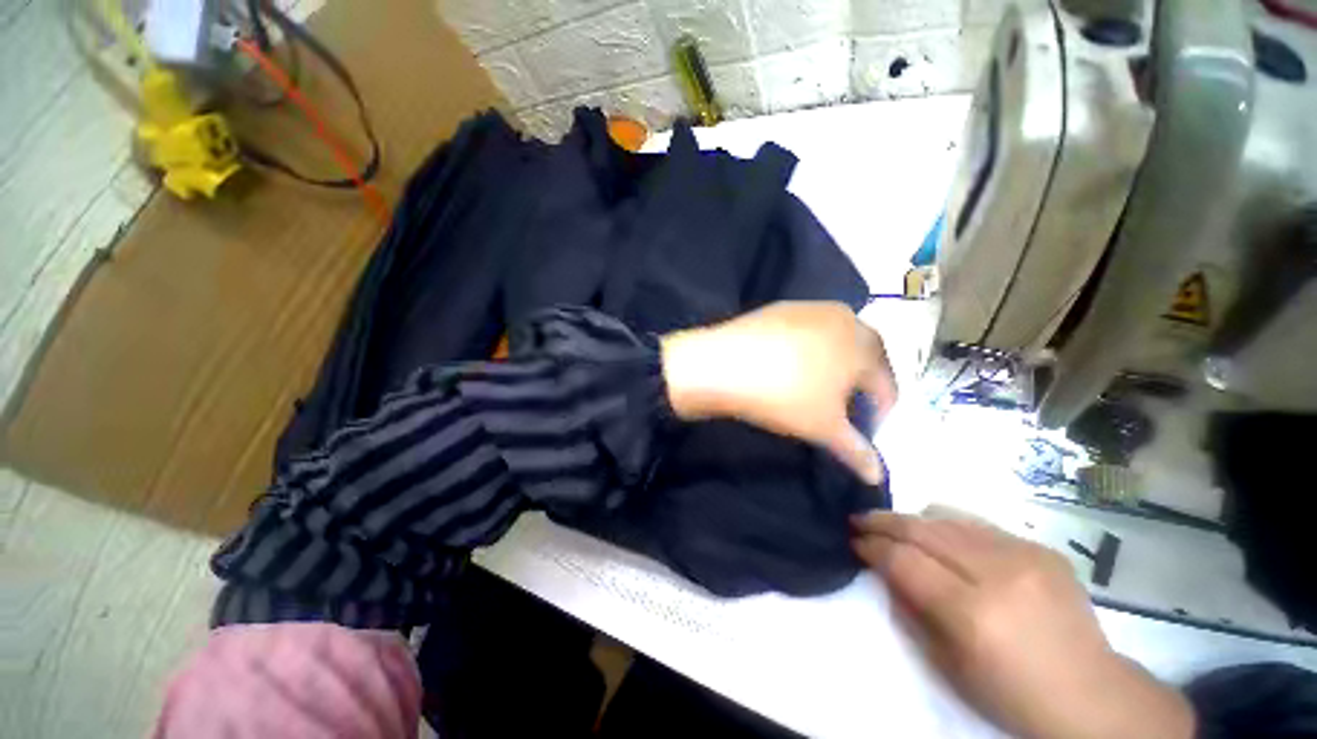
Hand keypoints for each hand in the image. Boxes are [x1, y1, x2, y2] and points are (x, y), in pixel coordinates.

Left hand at [660, 301, 896, 483]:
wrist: (722, 364)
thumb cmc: (783, 395)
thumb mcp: (823, 428)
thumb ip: (856, 451)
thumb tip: (877, 476)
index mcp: (865, 344)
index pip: (886, 382)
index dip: (881, 410)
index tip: (869, 429)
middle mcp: (844, 317)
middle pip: (863, 356)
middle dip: (860, 384)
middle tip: (845, 408)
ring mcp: (809, 309)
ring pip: (835, 341)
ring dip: (835, 364)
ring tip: (818, 388)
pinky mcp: (780, 309)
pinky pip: (806, 332)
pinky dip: (808, 350)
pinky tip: (790, 366)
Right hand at [852, 512, 1194, 738]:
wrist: (1091, 694)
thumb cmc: (1011, 694)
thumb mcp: (947, 664)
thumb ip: (908, 609)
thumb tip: (882, 568)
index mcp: (973, 612)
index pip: (904, 560)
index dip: (872, 546)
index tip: (853, 540)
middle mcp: (998, 572)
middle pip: (923, 529)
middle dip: (883, 521)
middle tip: (860, 519)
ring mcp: (1025, 554)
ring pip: (948, 518)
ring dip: (913, 520)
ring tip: (895, 526)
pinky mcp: (1040, 547)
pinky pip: (978, 524)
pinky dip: (948, 526)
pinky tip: (941, 538)